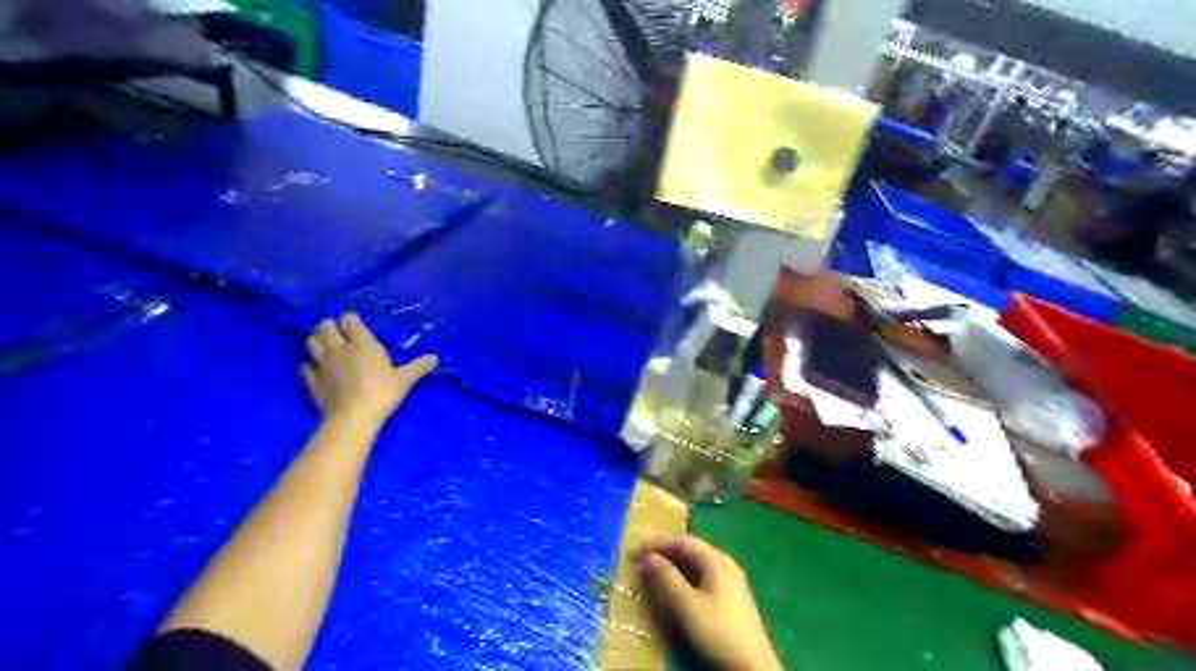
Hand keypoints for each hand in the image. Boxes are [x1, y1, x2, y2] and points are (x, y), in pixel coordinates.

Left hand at [303, 313, 436, 425]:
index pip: (350, 320)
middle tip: (337, 331)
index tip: (356, 324)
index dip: (351, 320)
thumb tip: (435, 357)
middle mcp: (339, 349)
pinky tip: (315, 368)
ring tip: (324, 344)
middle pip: (325, 328)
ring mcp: (322, 365)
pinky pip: (305, 367)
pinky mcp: (312, 382)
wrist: (354, 417)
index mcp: (362, 343)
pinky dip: (308, 365)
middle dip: (329, 326)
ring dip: (316, 340)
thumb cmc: (382, 393)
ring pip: (311, 343)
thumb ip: (419, 367)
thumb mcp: (405, 380)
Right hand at [634, 533, 785, 670]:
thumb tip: (649, 557)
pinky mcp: (729, 599)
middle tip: (640, 562)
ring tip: (652, 575)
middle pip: (690, 551)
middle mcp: (724, 564)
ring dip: (672, 567)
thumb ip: (667, 578)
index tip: (635, 550)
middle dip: (664, 554)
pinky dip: (682, 579)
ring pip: (695, 566)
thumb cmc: (718, 630)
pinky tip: (672, 590)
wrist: (752, 667)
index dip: (658, 543)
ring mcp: (729, 581)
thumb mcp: (687, 605)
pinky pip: (701, 578)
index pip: (683, 540)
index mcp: (716, 559)